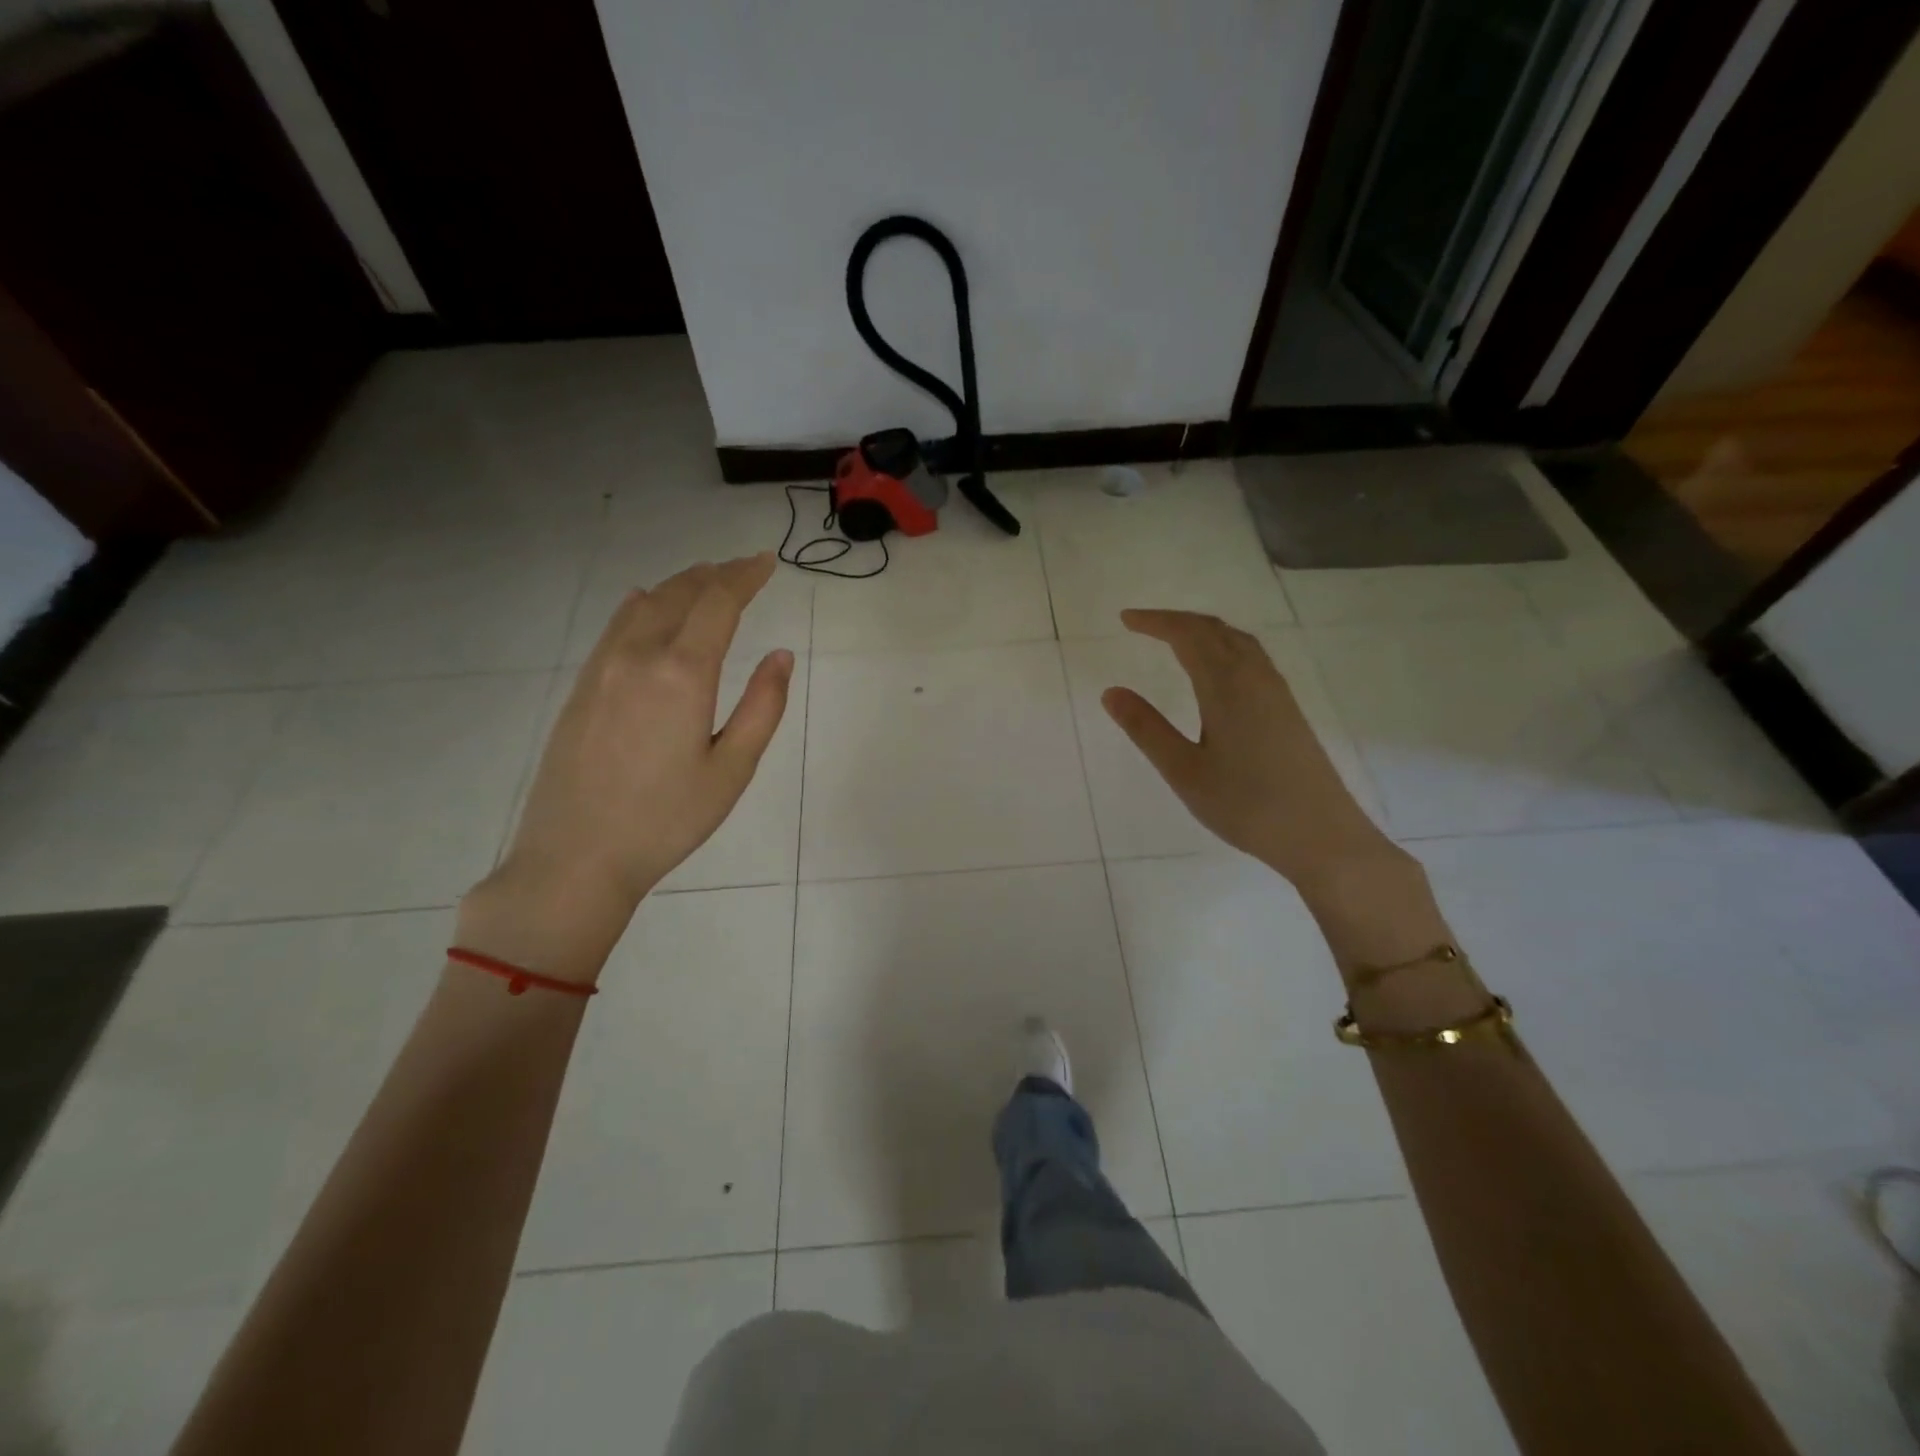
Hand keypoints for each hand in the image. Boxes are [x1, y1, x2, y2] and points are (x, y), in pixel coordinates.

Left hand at [457, 554, 794, 982]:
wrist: (574, 857)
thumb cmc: (666, 820)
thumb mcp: (732, 770)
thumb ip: (762, 707)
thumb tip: (781, 656)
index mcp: (682, 674)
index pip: (718, 603)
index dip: (744, 576)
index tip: (766, 561)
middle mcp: (638, 657)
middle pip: (679, 594)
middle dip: (715, 574)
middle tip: (743, 567)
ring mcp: (602, 669)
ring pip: (643, 605)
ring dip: (679, 585)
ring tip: (705, 580)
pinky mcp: (581, 688)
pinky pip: (615, 627)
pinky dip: (641, 605)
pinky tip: (646, 604)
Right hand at [1101, 609, 1399, 890]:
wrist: (1321, 835)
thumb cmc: (1246, 805)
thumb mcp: (1184, 771)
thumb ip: (1147, 729)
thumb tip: (1111, 692)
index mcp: (1226, 687)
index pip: (1188, 636)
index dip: (1155, 622)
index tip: (1125, 620)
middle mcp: (1255, 678)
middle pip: (1215, 630)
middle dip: (1177, 621)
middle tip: (1143, 624)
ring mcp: (1277, 693)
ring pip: (1238, 641)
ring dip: (1204, 631)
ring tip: (1175, 639)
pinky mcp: (1288, 710)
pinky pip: (1253, 658)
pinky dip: (1225, 647)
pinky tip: (1218, 671)